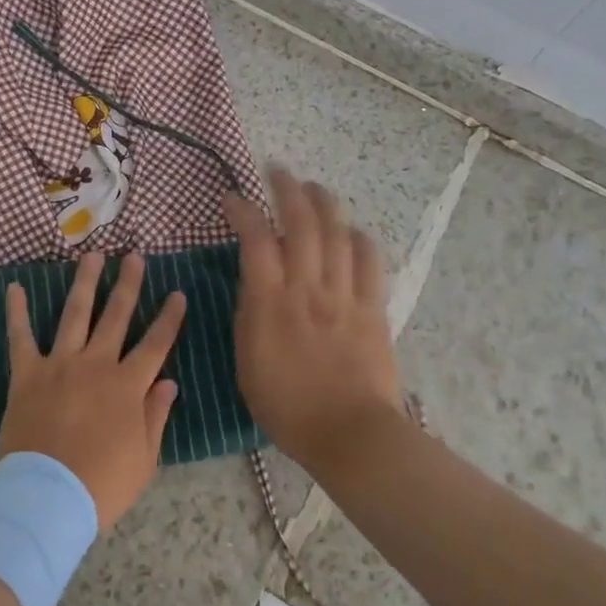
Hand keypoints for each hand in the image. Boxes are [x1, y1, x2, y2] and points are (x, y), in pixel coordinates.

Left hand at [0, 253, 185, 530]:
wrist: (48, 497)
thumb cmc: (102, 485)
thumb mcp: (144, 458)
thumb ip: (156, 415)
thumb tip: (169, 382)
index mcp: (128, 386)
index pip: (156, 344)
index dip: (169, 318)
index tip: (178, 293)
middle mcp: (97, 364)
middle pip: (117, 315)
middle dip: (128, 284)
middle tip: (135, 256)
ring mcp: (60, 364)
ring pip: (76, 313)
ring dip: (86, 282)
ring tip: (93, 255)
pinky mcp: (27, 373)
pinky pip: (20, 337)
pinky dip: (16, 312)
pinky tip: (14, 287)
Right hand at [223, 169, 404, 478]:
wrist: (349, 434)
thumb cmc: (286, 406)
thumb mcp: (246, 360)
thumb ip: (249, 314)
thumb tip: (254, 282)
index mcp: (270, 302)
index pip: (256, 239)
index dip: (243, 210)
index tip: (232, 198)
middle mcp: (307, 287)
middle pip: (301, 223)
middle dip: (288, 189)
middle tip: (278, 171)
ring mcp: (343, 295)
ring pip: (337, 233)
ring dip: (324, 203)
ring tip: (314, 187)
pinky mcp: (372, 308)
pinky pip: (369, 262)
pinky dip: (359, 239)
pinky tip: (352, 230)